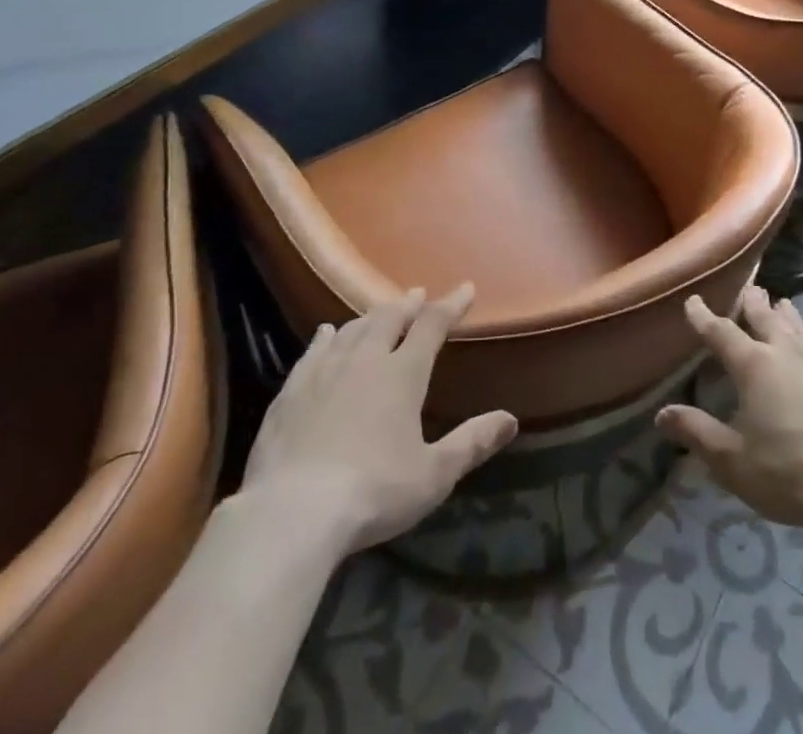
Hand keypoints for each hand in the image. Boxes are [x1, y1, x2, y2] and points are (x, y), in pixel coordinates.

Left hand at [237, 284, 517, 554]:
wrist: (292, 513)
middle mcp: (365, 360)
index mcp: (403, 373)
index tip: (466, 289)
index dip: (451, 305)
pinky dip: (327, 337)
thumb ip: (472, 443)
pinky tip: (327, 332)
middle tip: (418, 295)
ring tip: (380, 312)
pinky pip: (314, 351)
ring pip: (353, 329)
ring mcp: (324, 371)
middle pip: (390, 319)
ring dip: (371, 317)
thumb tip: (510, 419)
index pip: (432, 326)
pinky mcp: (291, 391)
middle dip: (408, 305)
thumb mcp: (433, 475)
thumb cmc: (373, 492)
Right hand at [656, 287, 802, 532]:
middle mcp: (786, 350)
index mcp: (754, 365)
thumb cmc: (788, 473)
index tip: (693, 302)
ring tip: (780, 304)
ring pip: (799, 324)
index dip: (703, 317)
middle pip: (764, 317)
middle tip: (747, 289)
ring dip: (785, 313)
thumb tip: (662, 413)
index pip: (721, 332)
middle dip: (751, 302)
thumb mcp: (732, 461)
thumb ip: (697, 433)